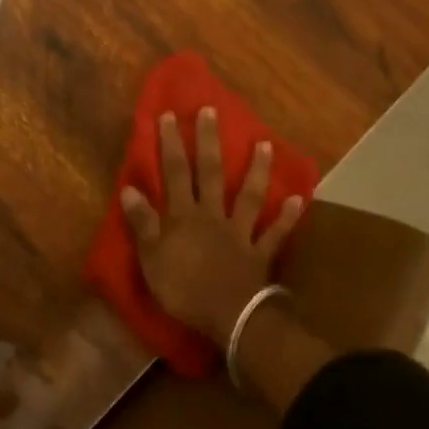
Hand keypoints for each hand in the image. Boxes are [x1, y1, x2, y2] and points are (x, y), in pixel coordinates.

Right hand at [119, 108, 304, 349]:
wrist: (229, 317)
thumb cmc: (184, 289)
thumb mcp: (151, 258)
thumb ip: (142, 222)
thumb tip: (129, 188)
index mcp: (183, 216)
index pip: (175, 173)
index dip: (170, 145)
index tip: (170, 115)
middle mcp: (212, 216)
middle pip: (211, 173)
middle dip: (208, 141)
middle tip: (212, 111)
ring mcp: (240, 233)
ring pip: (249, 196)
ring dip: (257, 170)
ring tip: (265, 144)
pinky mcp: (260, 254)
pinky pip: (274, 234)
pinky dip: (287, 218)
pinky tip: (299, 199)